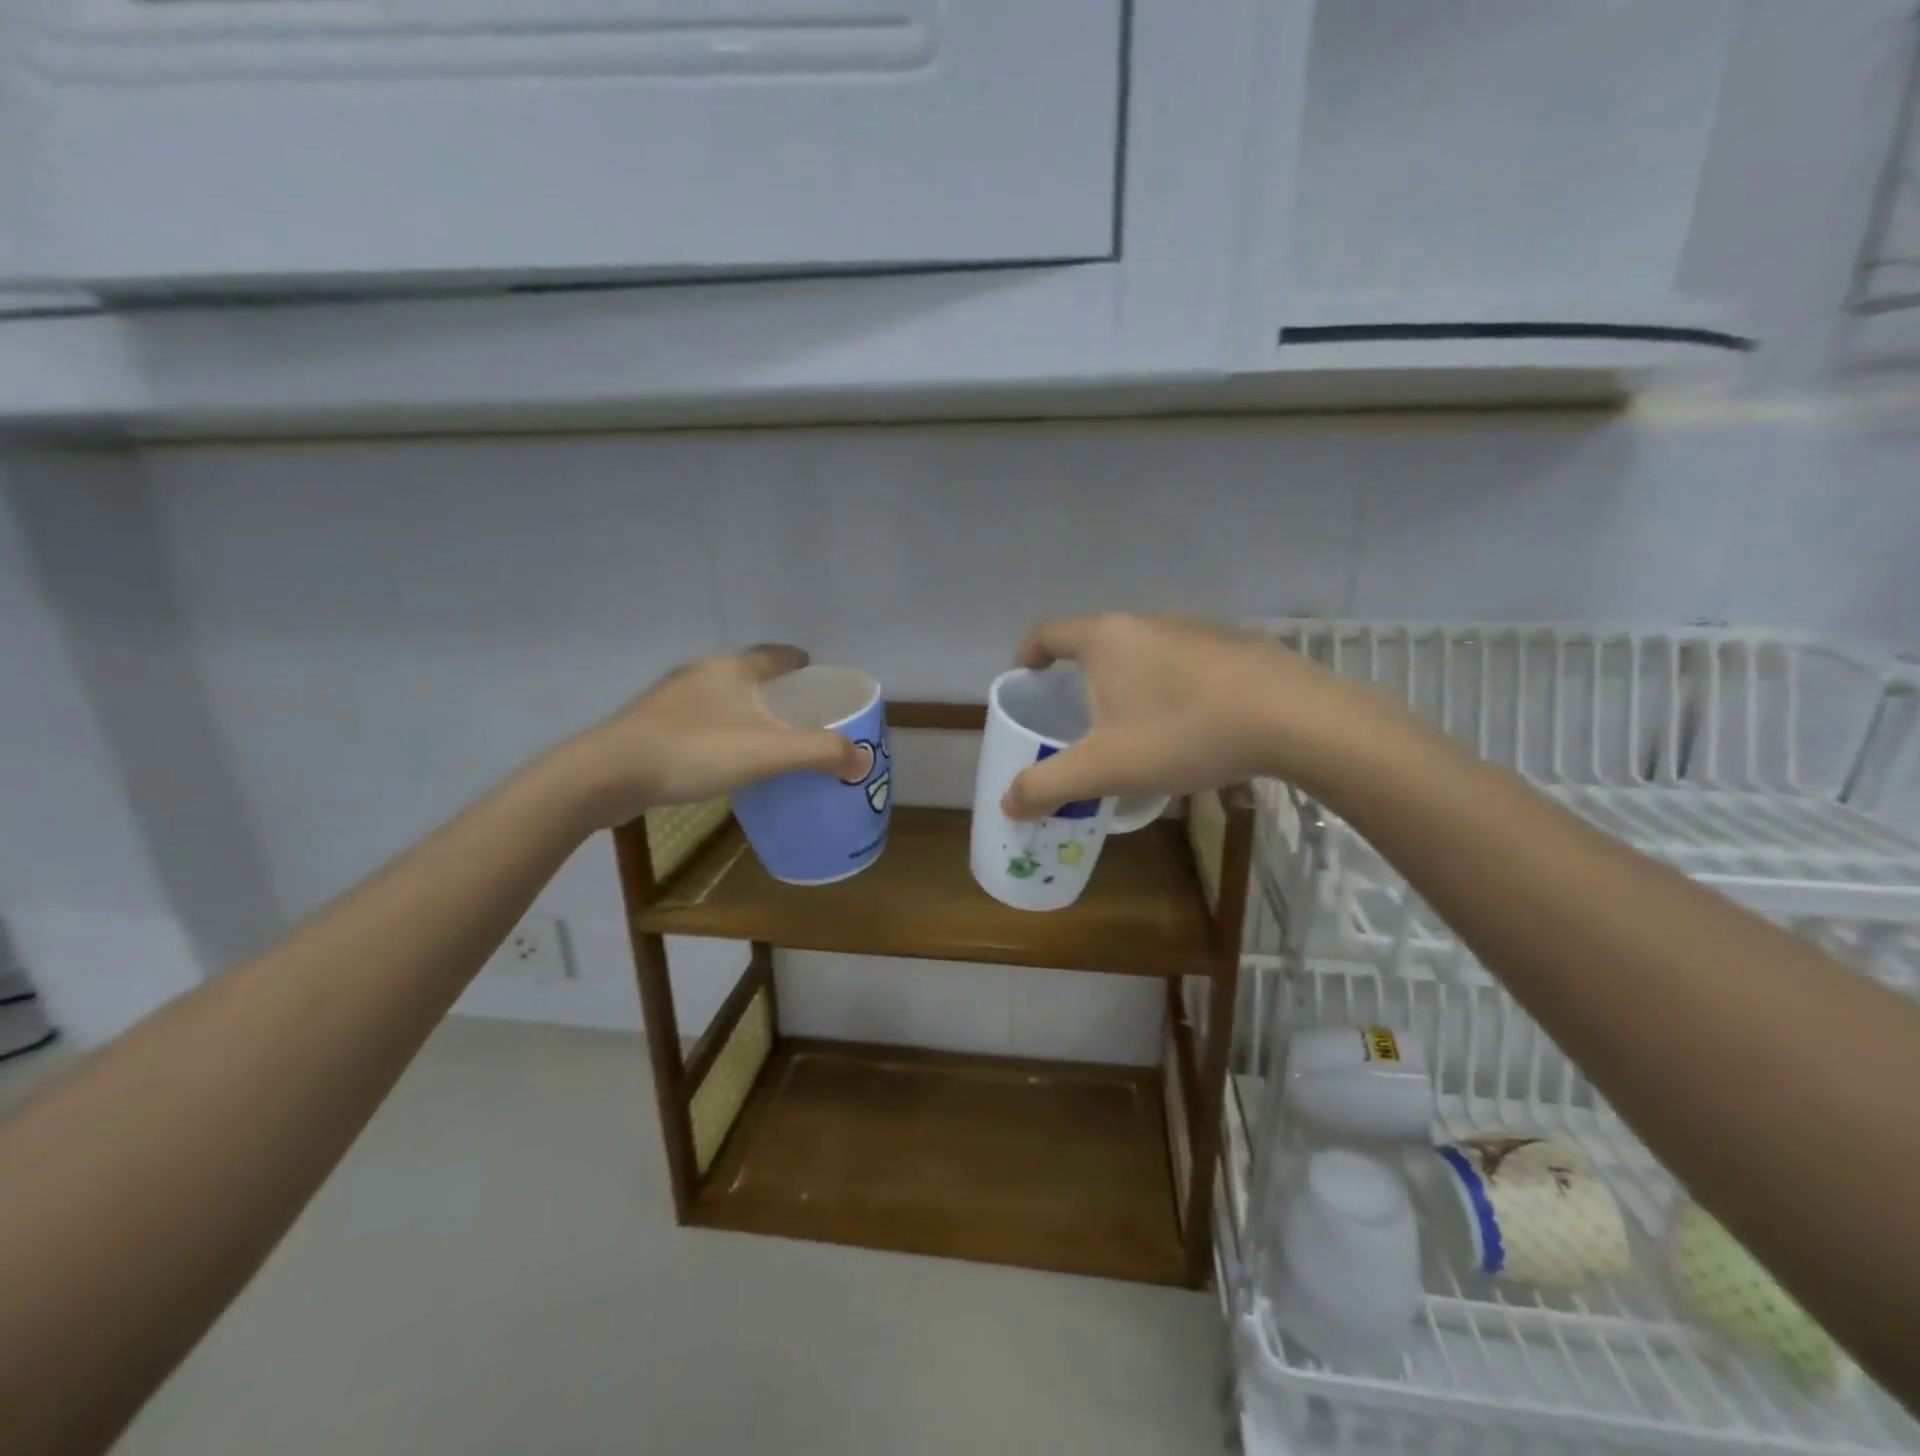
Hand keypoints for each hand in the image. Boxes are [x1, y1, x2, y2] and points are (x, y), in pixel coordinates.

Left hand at [564, 646, 865, 826]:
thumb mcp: (771, 752)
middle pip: (748, 673)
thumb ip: (822, 753)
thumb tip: (863, 761)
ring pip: (720, 697)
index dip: (799, 661)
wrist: (610, 774)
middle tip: (798, 710)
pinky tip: (722, 757)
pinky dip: (719, 731)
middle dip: (774, 688)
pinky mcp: (650, 725)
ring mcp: (671, 699)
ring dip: (744, 711)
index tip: (814, 670)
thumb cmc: (697, 751)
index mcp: (733, 669)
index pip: (776, 654)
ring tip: (764, 736)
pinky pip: (698, 721)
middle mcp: (702, 673)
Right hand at [1000, 612, 1384, 819]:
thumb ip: (1048, 785)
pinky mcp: (1236, 646)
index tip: (1026, 678)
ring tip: (1136, 729)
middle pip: (1098, 642)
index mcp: (1107, 638)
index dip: (1028, 653)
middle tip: (1079, 718)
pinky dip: (1172, 688)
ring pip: (1145, 653)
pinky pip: (1186, 664)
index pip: (1049, 632)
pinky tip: (1190, 728)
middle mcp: (1148, 621)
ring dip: (1130, 684)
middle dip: (1082, 677)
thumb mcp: (1105, 768)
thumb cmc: (1183, 732)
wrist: (1294, 719)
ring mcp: (1197, 629)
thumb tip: (1007, 802)